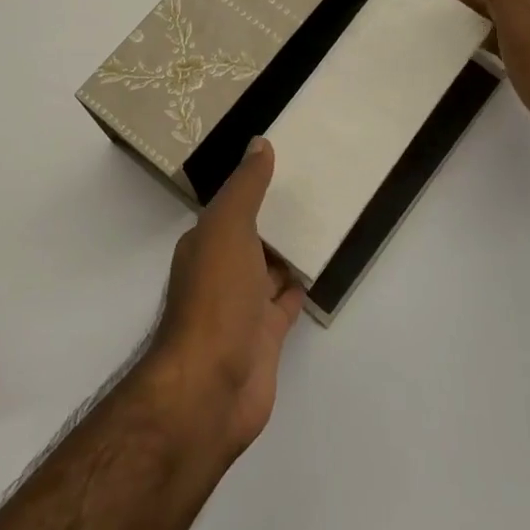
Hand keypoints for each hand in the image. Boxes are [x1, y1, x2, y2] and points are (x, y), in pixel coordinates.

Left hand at [147, 140, 305, 456]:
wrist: (210, 387)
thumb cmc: (216, 298)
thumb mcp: (228, 228)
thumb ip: (245, 187)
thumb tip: (260, 142)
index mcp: (206, 244)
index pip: (232, 208)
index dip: (254, 187)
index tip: (286, 164)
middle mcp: (221, 272)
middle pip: (252, 238)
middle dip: (274, 219)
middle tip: (315, 190)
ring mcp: (242, 308)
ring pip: (269, 270)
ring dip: (288, 252)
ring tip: (323, 223)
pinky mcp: (264, 338)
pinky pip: (284, 304)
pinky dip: (298, 287)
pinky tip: (317, 271)